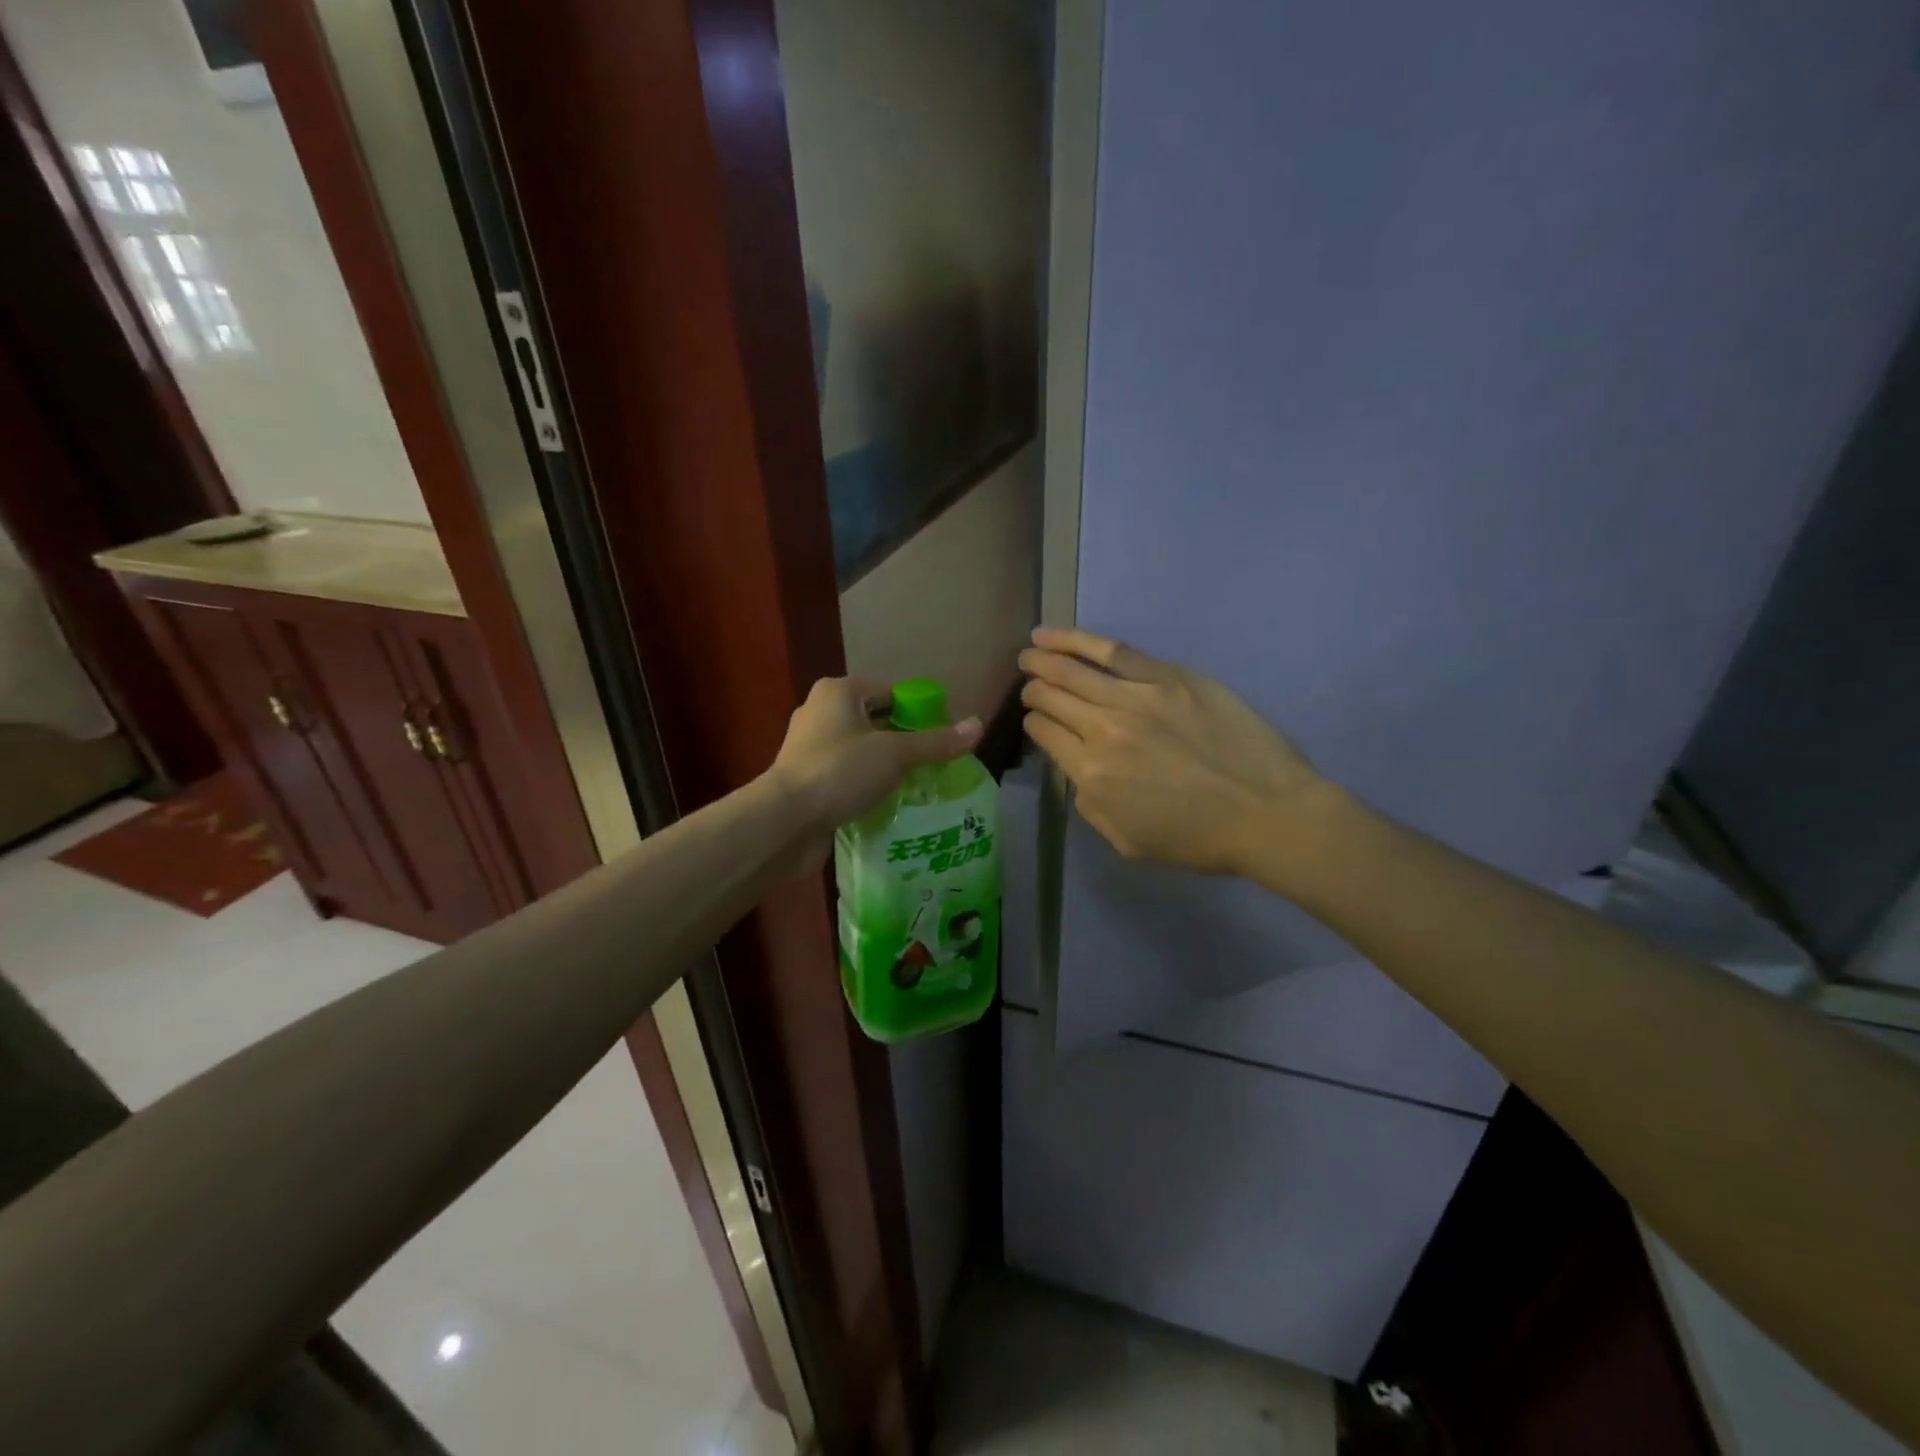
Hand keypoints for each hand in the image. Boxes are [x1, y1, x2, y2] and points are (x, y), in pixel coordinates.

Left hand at [768, 677, 981, 871]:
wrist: (785, 821)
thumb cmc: (840, 772)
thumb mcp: (895, 754)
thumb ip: (936, 742)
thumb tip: (978, 725)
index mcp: (838, 692)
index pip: (890, 692)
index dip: (919, 712)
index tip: (942, 738)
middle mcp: (820, 712)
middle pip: (876, 722)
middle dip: (904, 742)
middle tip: (935, 765)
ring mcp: (809, 748)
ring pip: (861, 752)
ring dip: (885, 767)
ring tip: (917, 787)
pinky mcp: (806, 780)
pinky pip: (846, 776)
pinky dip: (865, 786)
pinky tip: (888, 805)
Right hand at [1020, 627, 1321, 876]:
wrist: (1268, 814)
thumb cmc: (1198, 838)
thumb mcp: (1126, 841)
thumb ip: (1089, 804)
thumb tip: (1077, 768)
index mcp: (1092, 774)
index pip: (1044, 732)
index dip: (1033, 723)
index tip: (1037, 721)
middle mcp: (1105, 730)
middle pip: (1053, 696)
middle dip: (1033, 688)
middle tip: (1026, 682)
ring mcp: (1139, 697)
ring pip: (1075, 669)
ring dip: (1044, 658)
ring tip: (1029, 650)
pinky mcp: (1171, 677)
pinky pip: (1117, 652)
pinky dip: (1080, 641)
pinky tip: (1058, 635)